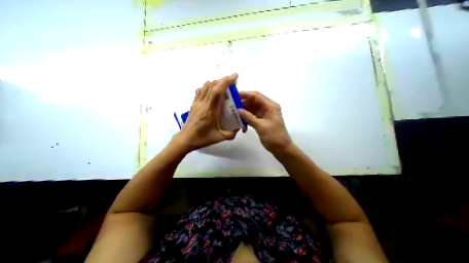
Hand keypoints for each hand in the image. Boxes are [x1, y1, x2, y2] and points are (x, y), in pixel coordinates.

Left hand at [175, 73, 239, 151]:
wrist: (186, 139)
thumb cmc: (202, 138)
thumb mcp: (219, 137)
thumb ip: (231, 133)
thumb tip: (238, 128)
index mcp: (210, 110)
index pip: (218, 91)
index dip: (227, 81)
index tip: (235, 76)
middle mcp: (203, 103)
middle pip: (212, 85)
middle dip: (223, 80)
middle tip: (232, 83)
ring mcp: (197, 103)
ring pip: (205, 86)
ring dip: (215, 83)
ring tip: (223, 88)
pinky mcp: (193, 104)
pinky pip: (200, 91)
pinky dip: (207, 88)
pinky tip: (211, 93)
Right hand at [238, 92, 291, 153]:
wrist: (282, 149)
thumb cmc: (274, 137)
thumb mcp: (261, 127)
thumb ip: (249, 117)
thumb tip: (238, 110)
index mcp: (270, 106)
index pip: (257, 96)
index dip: (246, 94)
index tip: (235, 96)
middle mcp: (268, 108)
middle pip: (254, 102)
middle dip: (243, 104)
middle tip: (232, 106)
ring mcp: (265, 114)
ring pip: (252, 109)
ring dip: (244, 112)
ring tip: (235, 114)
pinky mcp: (262, 120)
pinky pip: (253, 116)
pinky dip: (247, 118)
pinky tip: (241, 122)